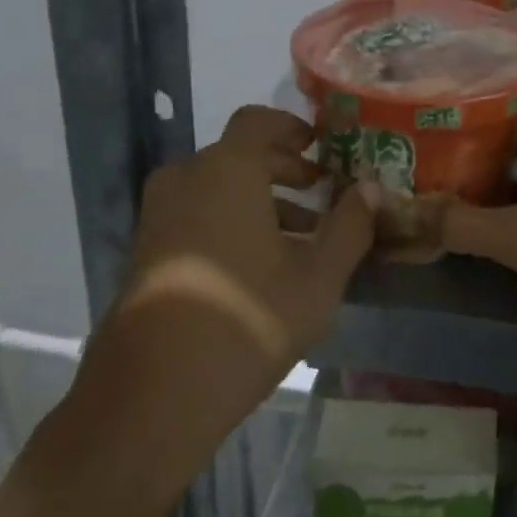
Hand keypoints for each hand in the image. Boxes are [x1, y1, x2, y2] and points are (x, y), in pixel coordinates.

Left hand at [114, 105, 376, 374]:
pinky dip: (231, 221)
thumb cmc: (247, 319)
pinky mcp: (146, 251)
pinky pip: (196, 215)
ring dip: (261, 200)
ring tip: (302, 236)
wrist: (151, 395)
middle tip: (322, 192)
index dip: (293, 128)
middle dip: (285, 170)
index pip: (259, 121)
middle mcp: (187, 180)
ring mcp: (159, 216)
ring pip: (218, 188)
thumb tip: (371, 190)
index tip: (322, 147)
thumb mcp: (317, 277)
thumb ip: (349, 226)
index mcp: (227, 170)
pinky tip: (262, 265)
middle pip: (240, 155)